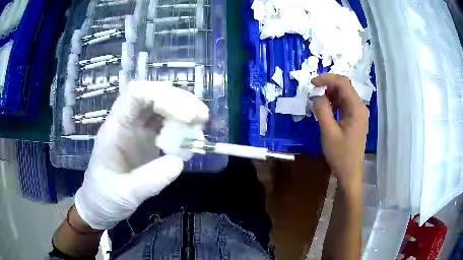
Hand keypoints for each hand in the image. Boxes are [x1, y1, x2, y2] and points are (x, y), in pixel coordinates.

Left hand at [74, 81, 208, 229]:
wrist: (100, 205)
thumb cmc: (105, 197)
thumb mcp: (124, 194)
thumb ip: (149, 180)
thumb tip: (179, 162)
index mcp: (114, 129)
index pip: (135, 95)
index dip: (161, 97)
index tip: (185, 115)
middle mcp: (126, 123)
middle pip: (152, 96)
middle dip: (178, 101)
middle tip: (202, 117)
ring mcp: (137, 131)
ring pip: (161, 108)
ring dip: (182, 112)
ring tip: (201, 126)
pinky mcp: (146, 141)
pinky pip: (165, 125)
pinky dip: (180, 128)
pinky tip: (191, 139)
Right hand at [311, 73, 367, 193]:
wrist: (350, 172)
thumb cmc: (340, 155)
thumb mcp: (328, 132)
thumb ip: (322, 110)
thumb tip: (316, 95)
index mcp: (357, 108)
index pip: (343, 83)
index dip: (327, 78)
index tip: (312, 83)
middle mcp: (360, 107)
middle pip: (344, 86)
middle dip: (328, 85)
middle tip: (313, 91)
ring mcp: (358, 113)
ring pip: (344, 94)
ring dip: (330, 93)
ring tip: (317, 100)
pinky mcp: (355, 118)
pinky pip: (344, 104)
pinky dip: (333, 102)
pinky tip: (325, 109)